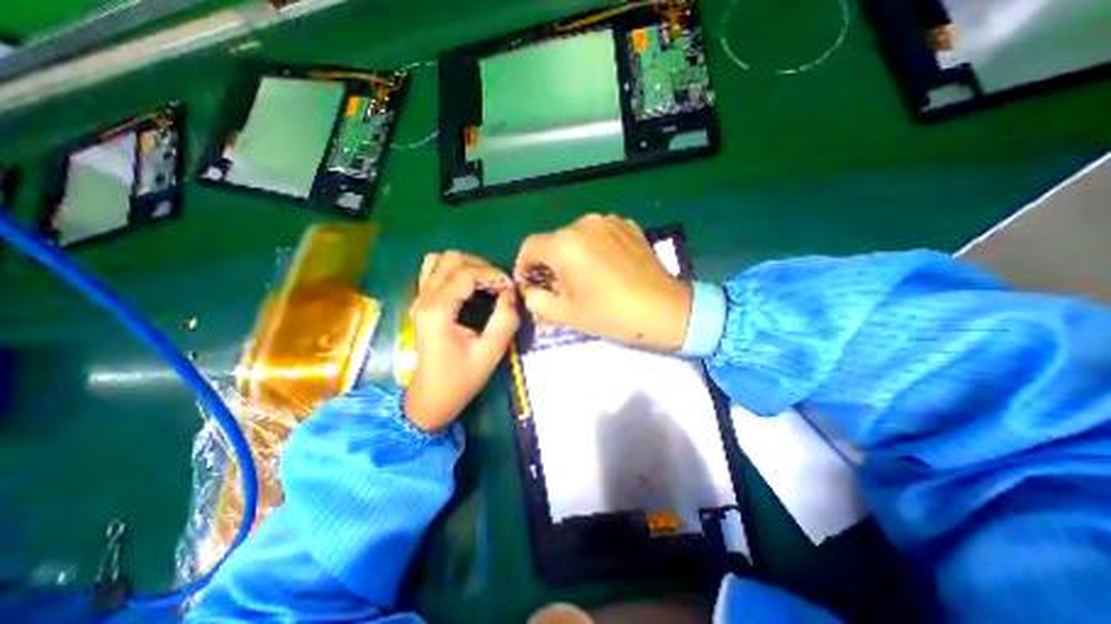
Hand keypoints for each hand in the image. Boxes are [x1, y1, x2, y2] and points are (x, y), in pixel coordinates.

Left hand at [404, 250, 519, 430]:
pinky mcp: (421, 303)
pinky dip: (452, 270)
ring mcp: (419, 299)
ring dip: (465, 265)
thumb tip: (511, 292)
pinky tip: (468, 286)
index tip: (510, 288)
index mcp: (438, 310)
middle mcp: (424, 298)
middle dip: (480, 266)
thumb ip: (505, 319)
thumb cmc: (461, 378)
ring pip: (439, 261)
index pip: (466, 273)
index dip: (492, 275)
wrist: (432, 397)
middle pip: (451, 259)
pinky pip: (433, 271)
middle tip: (499, 285)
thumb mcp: (490, 352)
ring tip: (484, 281)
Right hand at [514, 214, 691, 351]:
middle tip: (558, 287)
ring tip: (584, 277)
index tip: (530, 283)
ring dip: (572, 255)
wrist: (663, 309)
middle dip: (550, 263)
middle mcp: (584, 224)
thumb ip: (536, 300)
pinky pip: (600, 234)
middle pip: (554, 241)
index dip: (524, 265)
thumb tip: (529, 289)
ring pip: (577, 237)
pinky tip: (605, 267)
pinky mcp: (628, 225)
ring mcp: (609, 221)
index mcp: (565, 244)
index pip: (530, 246)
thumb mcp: (565, 314)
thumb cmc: (610, 314)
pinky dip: (594, 248)